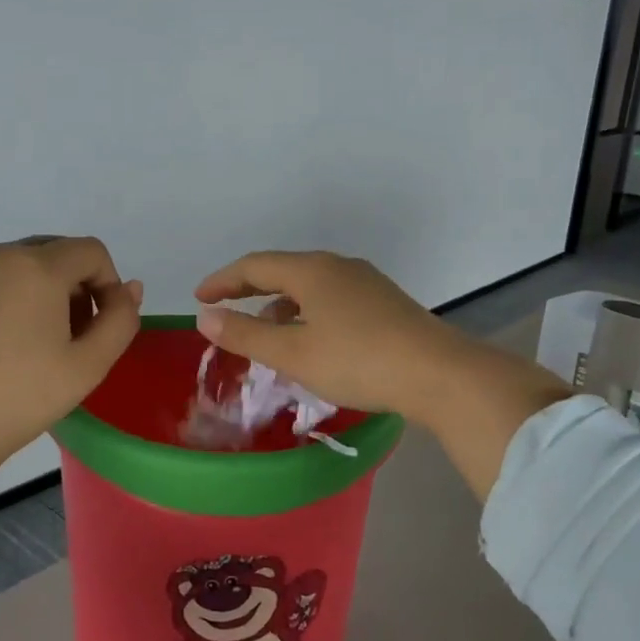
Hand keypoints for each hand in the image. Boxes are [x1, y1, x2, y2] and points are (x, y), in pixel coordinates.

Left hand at [0, 236, 142, 533]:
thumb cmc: (21, 397)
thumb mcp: (89, 365)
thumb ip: (121, 319)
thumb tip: (128, 288)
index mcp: (37, 267)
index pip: (90, 251)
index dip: (108, 283)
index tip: (100, 324)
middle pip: (52, 252)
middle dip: (72, 285)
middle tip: (70, 336)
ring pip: (13, 266)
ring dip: (34, 292)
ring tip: (28, 343)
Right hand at [193, 250, 571, 499]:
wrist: (440, 374)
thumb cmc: (358, 361)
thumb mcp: (293, 352)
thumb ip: (245, 334)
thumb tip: (204, 316)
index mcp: (311, 270)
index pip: (254, 265)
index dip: (222, 281)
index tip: (199, 298)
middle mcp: (338, 267)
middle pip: (283, 271)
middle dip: (250, 291)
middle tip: (226, 312)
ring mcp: (366, 283)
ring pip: (310, 287)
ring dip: (281, 306)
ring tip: (267, 336)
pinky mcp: (385, 303)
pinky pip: (332, 300)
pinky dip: (308, 315)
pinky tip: (312, 343)